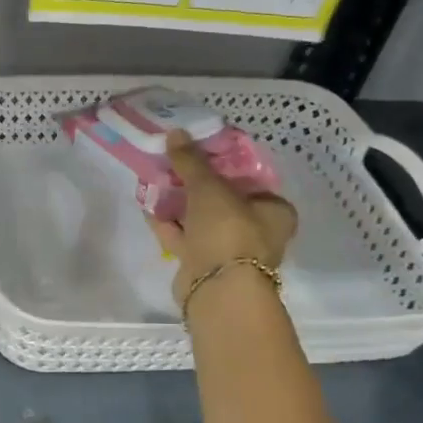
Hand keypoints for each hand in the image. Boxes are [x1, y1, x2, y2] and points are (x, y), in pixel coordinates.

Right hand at [150, 129, 298, 308]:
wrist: (217, 289)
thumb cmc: (227, 230)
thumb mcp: (209, 187)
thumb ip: (191, 160)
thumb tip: (176, 132)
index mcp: (274, 210)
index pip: (250, 178)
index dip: (223, 163)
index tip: (197, 152)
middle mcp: (257, 230)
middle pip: (222, 199)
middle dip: (194, 183)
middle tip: (171, 164)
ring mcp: (229, 250)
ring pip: (201, 219)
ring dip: (178, 203)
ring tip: (154, 181)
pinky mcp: (204, 265)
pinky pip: (185, 238)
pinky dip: (169, 224)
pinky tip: (148, 206)